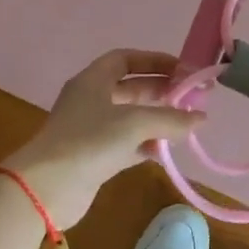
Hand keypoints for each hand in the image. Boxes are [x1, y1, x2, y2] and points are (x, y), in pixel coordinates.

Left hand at [3, 49, 205, 228]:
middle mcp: (91, 100)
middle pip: (131, 88)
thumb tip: (201, 118)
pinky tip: (166, 151)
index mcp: (93, 80)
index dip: (154, 60)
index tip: (182, 69)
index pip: (125, 59)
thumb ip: (170, 118)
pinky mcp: (94, 157)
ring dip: (157, 119)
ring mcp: (91, 130)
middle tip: (191, 98)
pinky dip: (146, 145)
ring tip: (186, 125)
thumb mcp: (135, 123)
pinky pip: (127, 144)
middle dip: (161, 91)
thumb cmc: (89, 141)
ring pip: (131, 117)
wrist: (46, 188)